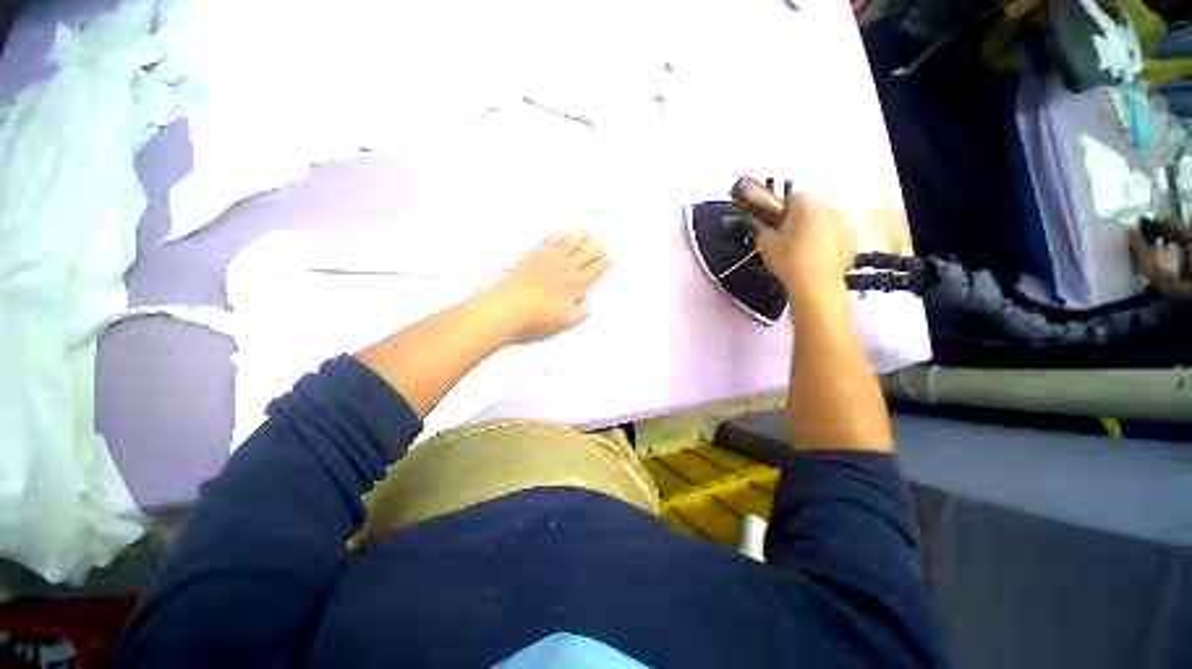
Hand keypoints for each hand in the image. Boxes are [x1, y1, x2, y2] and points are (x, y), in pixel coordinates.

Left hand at [493, 231, 612, 343]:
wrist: (506, 309)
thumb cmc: (537, 321)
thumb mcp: (565, 323)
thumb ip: (581, 311)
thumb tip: (589, 299)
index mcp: (576, 285)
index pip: (595, 269)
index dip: (604, 262)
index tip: (610, 258)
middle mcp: (566, 268)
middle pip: (585, 252)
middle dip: (595, 246)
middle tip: (599, 243)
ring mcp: (550, 258)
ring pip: (570, 242)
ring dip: (580, 237)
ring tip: (586, 233)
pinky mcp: (534, 254)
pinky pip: (551, 239)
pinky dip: (560, 234)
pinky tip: (563, 233)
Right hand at [751, 193, 856, 293]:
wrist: (816, 285)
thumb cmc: (787, 261)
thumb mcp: (765, 244)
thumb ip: (761, 228)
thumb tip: (758, 220)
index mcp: (806, 206)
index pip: (794, 195)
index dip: (784, 207)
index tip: (777, 223)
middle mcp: (828, 208)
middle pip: (813, 206)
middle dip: (802, 216)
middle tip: (790, 235)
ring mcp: (844, 223)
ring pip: (826, 219)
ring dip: (817, 227)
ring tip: (806, 247)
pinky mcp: (852, 240)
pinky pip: (837, 233)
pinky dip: (829, 240)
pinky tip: (819, 256)